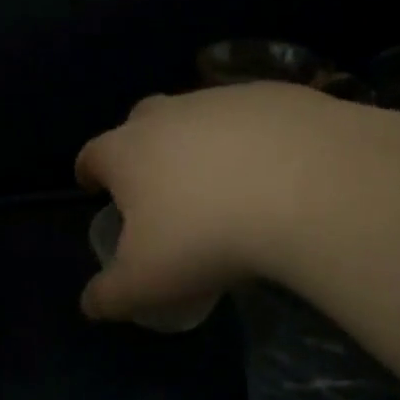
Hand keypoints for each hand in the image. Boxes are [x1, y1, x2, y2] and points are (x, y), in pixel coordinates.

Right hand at [75, 81, 367, 321]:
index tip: (93, 186)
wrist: (309, 188)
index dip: (89, 172)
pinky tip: (278, 169)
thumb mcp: (147, 282)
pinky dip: (255, 138)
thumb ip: (110, 295)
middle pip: (140, 121)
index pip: (92, 155)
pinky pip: (254, 116)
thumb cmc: (207, 237)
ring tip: (225, 181)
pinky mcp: (276, 94)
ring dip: (201, 141)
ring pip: (199, 115)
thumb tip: (90, 305)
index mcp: (126, 151)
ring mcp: (223, 98)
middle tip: (158, 182)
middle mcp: (168, 114)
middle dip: (141, 146)